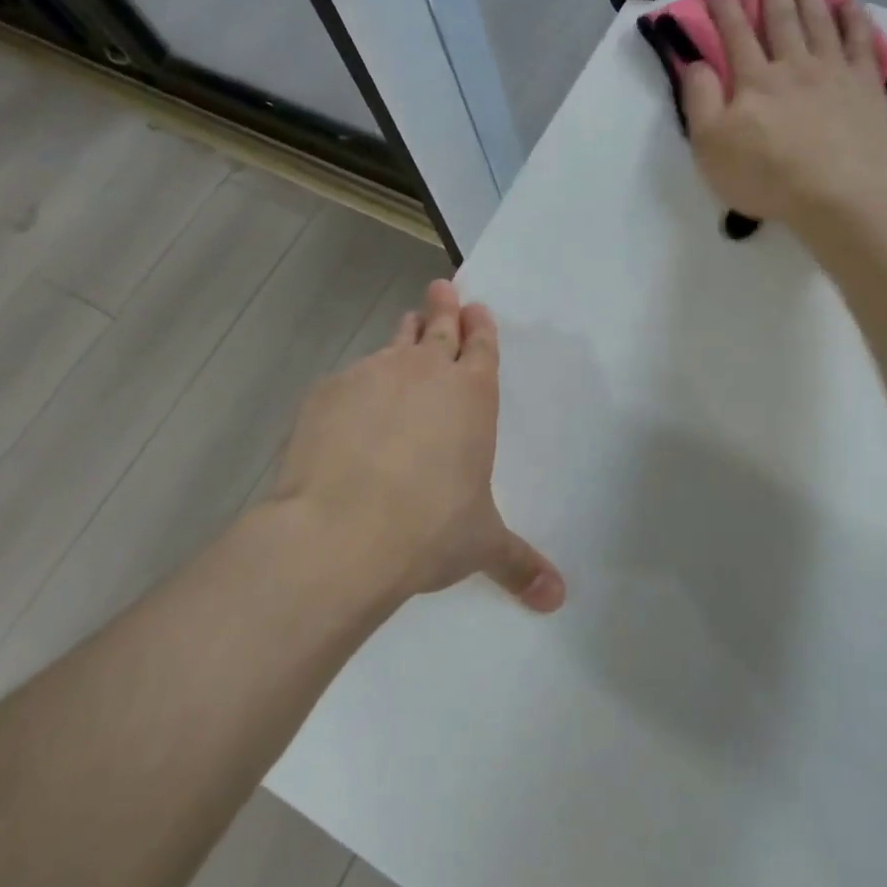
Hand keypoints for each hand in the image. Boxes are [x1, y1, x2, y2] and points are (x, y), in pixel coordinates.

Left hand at [267, 279, 565, 612]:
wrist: (342, 531)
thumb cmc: (429, 529)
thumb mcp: (481, 544)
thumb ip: (520, 564)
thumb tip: (557, 599)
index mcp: (472, 396)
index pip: (481, 347)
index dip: (480, 326)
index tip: (475, 307)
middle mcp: (426, 373)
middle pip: (439, 327)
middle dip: (445, 307)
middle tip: (443, 287)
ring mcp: (374, 375)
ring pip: (394, 342)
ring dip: (404, 334)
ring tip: (407, 326)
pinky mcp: (328, 391)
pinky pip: (350, 376)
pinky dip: (358, 382)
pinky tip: (350, 403)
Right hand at [681, 0, 886, 227]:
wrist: (838, 195)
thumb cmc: (766, 176)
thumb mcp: (711, 146)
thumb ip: (699, 101)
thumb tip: (696, 62)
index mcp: (753, 81)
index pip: (735, 35)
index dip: (725, 9)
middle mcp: (793, 65)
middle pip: (781, 18)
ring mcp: (834, 72)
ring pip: (820, 20)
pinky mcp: (866, 87)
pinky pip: (860, 41)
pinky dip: (854, 17)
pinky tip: (849, 2)